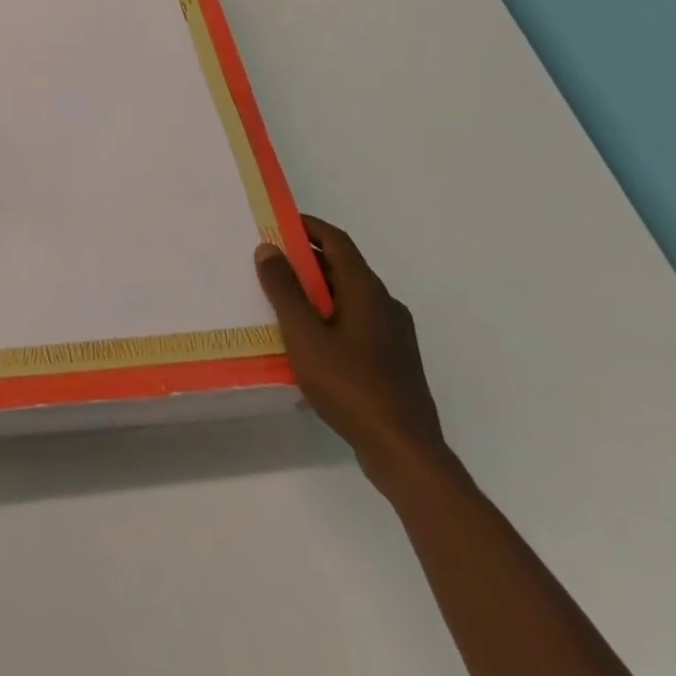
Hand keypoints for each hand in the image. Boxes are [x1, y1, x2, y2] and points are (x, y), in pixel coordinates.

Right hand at [256, 214, 447, 485]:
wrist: (406, 453)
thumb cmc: (350, 386)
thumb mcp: (305, 335)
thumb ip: (285, 290)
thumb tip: (269, 248)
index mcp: (367, 290)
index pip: (337, 241)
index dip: (308, 227)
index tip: (279, 222)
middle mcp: (385, 304)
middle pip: (343, 268)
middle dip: (307, 260)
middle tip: (270, 263)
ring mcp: (394, 335)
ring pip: (350, 298)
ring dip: (317, 292)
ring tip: (282, 302)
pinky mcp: (394, 363)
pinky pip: (356, 325)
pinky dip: (330, 318)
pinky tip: (309, 344)